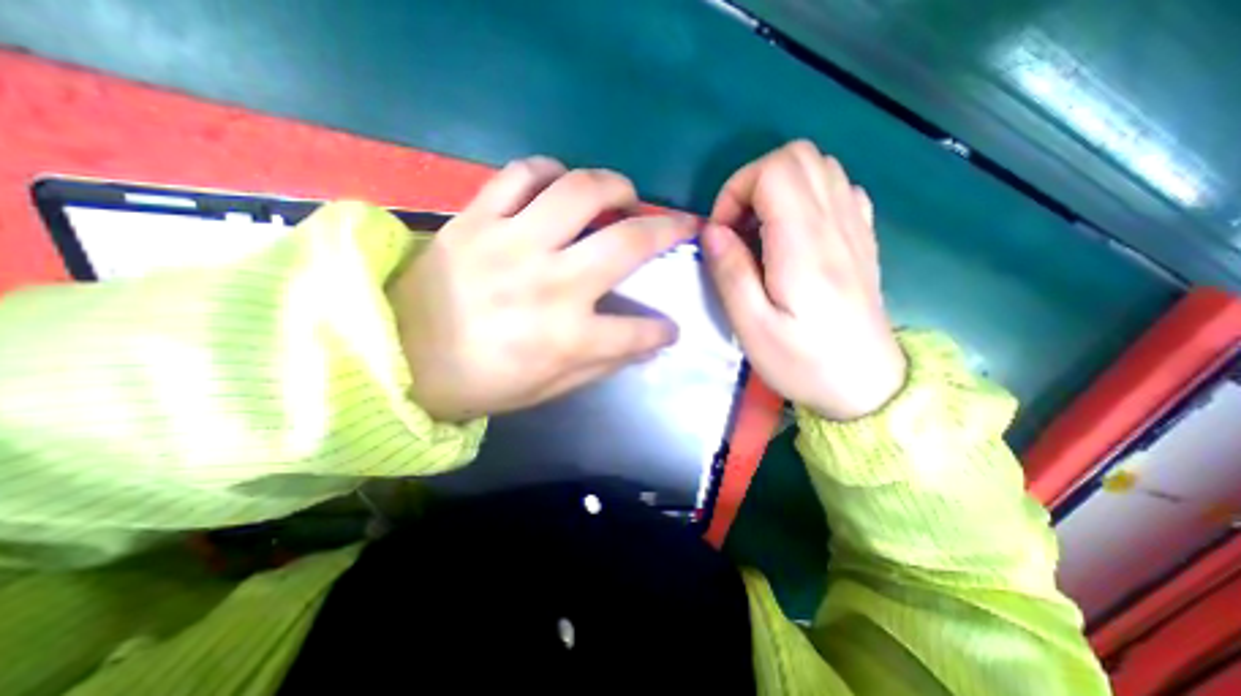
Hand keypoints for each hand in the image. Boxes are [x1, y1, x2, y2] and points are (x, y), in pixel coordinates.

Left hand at [389, 155, 695, 421]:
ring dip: (616, 186)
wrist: (398, 357)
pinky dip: (548, 171)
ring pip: (580, 191)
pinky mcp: (476, 220)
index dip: (663, 330)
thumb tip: (645, 345)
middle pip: (628, 243)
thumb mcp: (548, 388)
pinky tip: (559, 184)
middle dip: (669, 231)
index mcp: (567, 337)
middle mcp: (550, 284)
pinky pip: (519, 174)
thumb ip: (602, 364)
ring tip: (625, 195)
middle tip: (680, 225)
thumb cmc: (480, 382)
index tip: (670, 328)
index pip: (639, 331)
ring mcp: (512, 244)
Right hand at [701, 141, 908, 417]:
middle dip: (754, 182)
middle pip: (798, 156)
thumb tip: (712, 231)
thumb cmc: (804, 362)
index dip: (736, 190)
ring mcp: (855, 227)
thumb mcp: (753, 327)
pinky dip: (807, 197)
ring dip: (778, 188)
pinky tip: (793, 234)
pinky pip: (838, 189)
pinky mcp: (861, 238)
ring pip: (819, 167)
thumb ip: (730, 273)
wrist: (867, 386)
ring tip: (760, 232)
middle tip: (738, 228)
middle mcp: (837, 223)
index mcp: (806, 245)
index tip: (722, 233)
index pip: (774, 171)